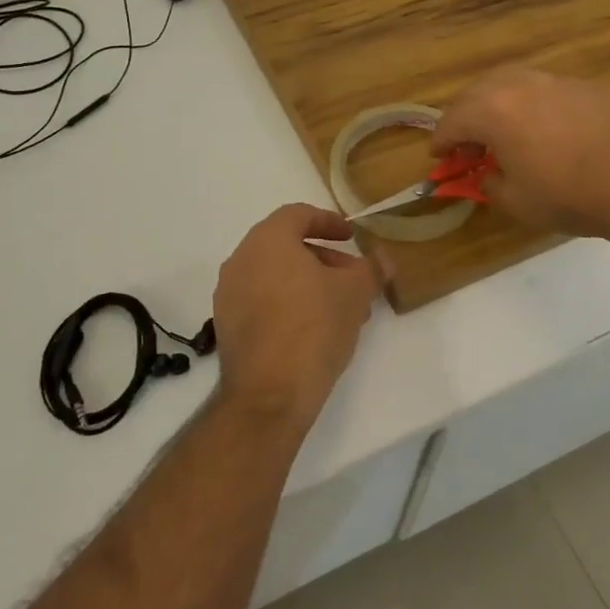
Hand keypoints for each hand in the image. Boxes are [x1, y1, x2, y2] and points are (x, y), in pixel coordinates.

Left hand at [212, 205, 382, 426]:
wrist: (269, 393)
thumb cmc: (314, 327)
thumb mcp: (355, 293)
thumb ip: (371, 269)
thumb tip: (383, 258)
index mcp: (267, 240)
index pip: (297, 215)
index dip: (328, 221)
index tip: (350, 237)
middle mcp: (241, 260)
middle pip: (285, 246)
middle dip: (323, 258)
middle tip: (353, 277)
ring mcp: (229, 294)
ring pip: (275, 276)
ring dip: (309, 283)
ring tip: (341, 309)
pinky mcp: (226, 325)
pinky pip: (262, 300)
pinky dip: (288, 303)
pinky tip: (315, 329)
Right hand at [433, 66, 609, 240]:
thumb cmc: (567, 196)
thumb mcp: (514, 201)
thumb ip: (489, 182)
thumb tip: (488, 173)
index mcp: (493, 111)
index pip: (452, 121)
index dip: (441, 141)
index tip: (439, 156)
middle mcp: (519, 85)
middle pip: (477, 93)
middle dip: (465, 118)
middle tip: (469, 145)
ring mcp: (555, 81)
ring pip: (511, 82)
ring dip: (497, 104)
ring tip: (503, 131)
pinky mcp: (585, 87)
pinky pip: (545, 89)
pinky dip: (531, 105)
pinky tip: (544, 129)